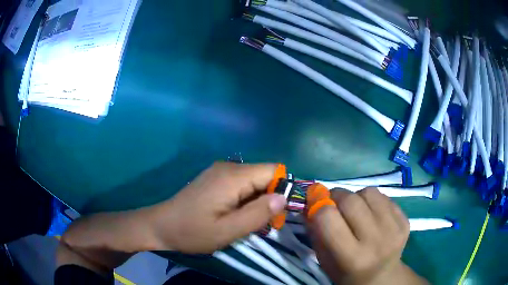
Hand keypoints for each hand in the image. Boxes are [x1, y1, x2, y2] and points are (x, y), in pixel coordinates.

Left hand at [148, 162, 286, 253]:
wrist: (161, 225)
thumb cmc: (193, 231)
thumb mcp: (228, 230)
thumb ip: (257, 214)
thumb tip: (284, 198)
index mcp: (233, 176)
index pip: (273, 171)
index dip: (282, 190)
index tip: (277, 214)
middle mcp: (229, 167)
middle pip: (264, 176)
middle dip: (269, 199)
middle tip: (261, 224)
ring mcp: (220, 172)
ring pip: (253, 182)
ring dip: (257, 202)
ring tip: (246, 222)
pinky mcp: (215, 179)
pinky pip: (241, 185)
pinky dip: (245, 200)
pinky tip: (235, 215)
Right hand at [306, 186, 425, 284]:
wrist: (382, 277)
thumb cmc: (347, 273)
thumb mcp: (325, 260)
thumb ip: (316, 231)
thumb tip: (312, 200)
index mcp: (352, 258)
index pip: (328, 217)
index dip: (317, 205)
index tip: (315, 202)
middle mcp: (376, 241)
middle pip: (350, 200)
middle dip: (336, 196)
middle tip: (333, 203)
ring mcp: (395, 229)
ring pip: (368, 192)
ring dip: (356, 197)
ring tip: (356, 210)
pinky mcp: (406, 220)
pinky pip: (384, 196)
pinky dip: (373, 201)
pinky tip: (372, 215)